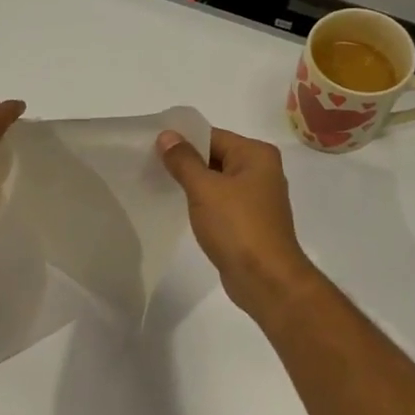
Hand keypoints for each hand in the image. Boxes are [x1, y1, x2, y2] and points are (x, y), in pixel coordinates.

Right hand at [157, 126, 319, 319]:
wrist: (265, 279)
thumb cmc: (237, 226)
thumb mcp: (204, 188)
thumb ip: (184, 160)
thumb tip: (167, 135)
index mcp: (256, 154)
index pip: (212, 136)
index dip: (182, 139)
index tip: (151, 145)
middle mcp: (261, 171)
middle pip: (215, 156)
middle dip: (185, 161)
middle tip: (149, 164)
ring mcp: (256, 198)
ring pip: (216, 181)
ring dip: (192, 183)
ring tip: (159, 184)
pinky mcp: (249, 221)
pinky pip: (220, 202)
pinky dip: (201, 202)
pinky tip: (180, 208)